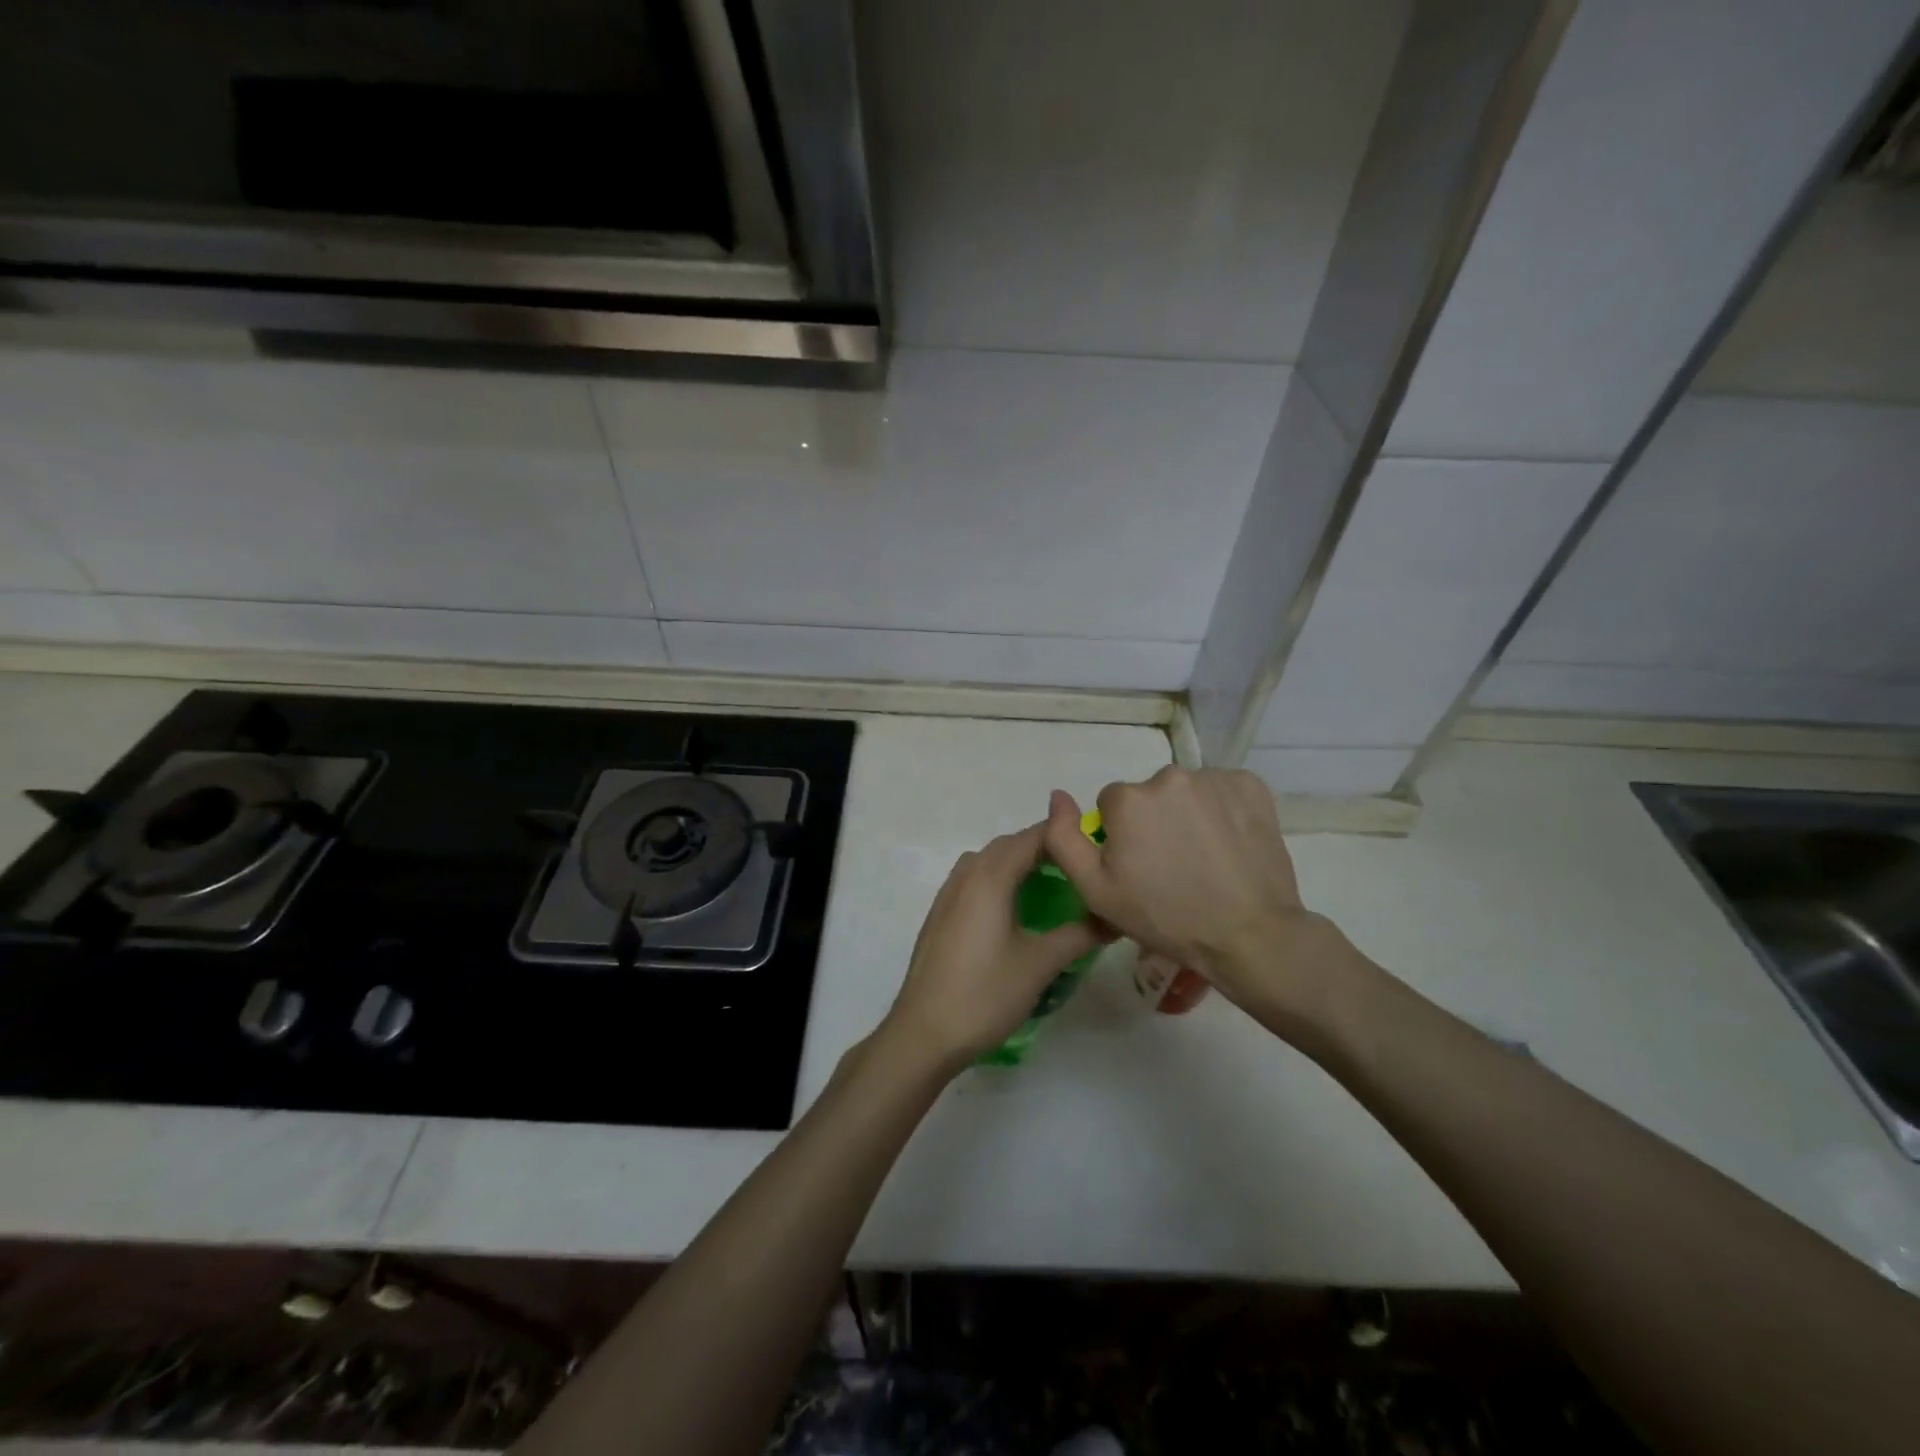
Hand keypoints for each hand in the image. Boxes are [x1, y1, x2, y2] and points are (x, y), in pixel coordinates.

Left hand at [879, 822, 1107, 1073]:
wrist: (923, 1032)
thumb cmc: (985, 993)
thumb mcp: (1040, 964)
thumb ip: (1080, 934)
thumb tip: (1115, 917)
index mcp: (990, 876)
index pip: (1033, 837)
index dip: (1065, 834)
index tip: (1096, 846)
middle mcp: (966, 875)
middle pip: (1009, 845)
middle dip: (1044, 848)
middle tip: (1080, 868)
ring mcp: (947, 894)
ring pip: (988, 861)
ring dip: (1018, 863)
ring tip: (1050, 886)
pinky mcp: (940, 915)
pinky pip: (973, 881)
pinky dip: (998, 880)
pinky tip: (1013, 911)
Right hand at [1043, 769, 1365, 1038]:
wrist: (1249, 935)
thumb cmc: (1165, 917)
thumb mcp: (1096, 891)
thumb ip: (1064, 839)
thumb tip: (1058, 796)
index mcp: (1128, 799)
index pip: (1113, 805)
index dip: (1122, 836)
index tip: (1140, 867)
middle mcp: (1169, 776)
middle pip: (1150, 795)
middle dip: (1156, 822)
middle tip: (1173, 867)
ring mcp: (1214, 779)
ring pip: (1187, 792)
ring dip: (1189, 815)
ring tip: (1205, 859)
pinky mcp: (1251, 786)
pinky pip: (1223, 791)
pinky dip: (1223, 810)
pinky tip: (1229, 844)